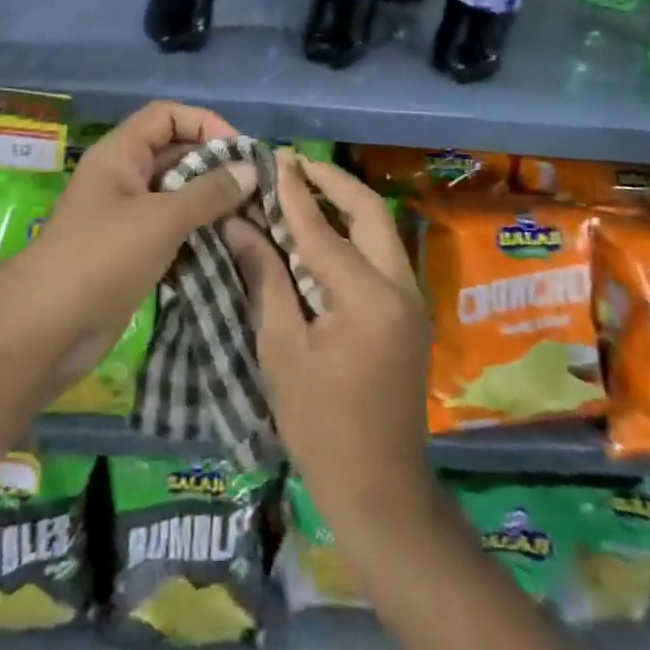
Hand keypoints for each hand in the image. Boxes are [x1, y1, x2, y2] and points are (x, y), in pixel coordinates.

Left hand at [0, 101, 252, 406]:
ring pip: (177, 193)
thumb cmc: (102, 258)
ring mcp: (127, 214)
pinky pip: (172, 228)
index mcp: (121, 154)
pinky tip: (228, 246)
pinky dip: (198, 232)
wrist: (47, 329)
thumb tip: (251, 170)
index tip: (240, 152)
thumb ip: (209, 193)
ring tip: (251, 218)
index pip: (167, 116)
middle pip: (175, 153)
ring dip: (211, 203)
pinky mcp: (132, 250)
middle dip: (215, 166)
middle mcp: (124, 176)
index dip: (204, 123)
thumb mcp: (161, 219)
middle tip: (256, 189)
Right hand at [222, 155, 432, 532]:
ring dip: (345, 203)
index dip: (293, 192)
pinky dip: (353, 231)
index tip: (272, 159)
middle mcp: (399, 286)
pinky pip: (381, 252)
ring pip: (380, 229)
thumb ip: (264, 277)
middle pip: (370, 212)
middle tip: (294, 165)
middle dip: (332, 182)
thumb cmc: (320, 425)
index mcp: (367, 297)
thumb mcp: (281, 349)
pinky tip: (322, 231)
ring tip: (304, 187)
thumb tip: (239, 224)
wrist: (381, 491)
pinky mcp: (408, 312)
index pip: (323, 228)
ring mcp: (410, 299)